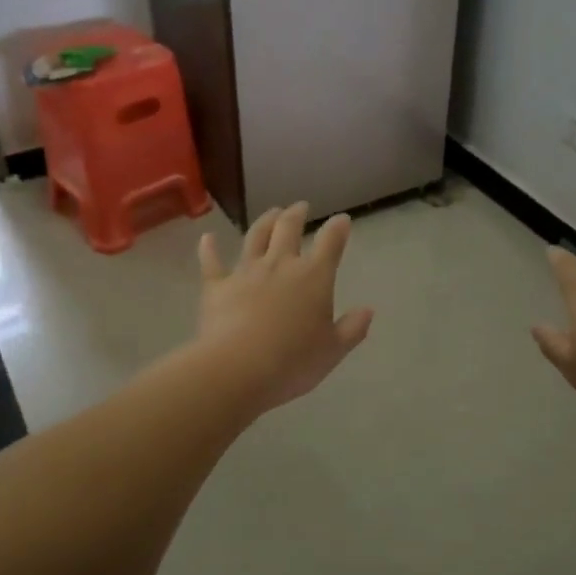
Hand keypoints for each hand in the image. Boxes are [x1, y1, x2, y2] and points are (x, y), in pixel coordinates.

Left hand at [197, 203, 373, 414]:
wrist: (238, 368)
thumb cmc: (293, 361)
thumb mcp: (333, 350)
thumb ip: (352, 328)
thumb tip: (368, 310)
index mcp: (314, 277)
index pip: (330, 243)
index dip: (338, 228)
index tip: (342, 220)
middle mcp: (280, 265)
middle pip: (288, 229)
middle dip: (296, 214)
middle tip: (300, 207)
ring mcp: (246, 272)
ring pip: (255, 237)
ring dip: (264, 221)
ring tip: (271, 213)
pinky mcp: (217, 286)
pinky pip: (212, 262)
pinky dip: (209, 248)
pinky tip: (207, 238)